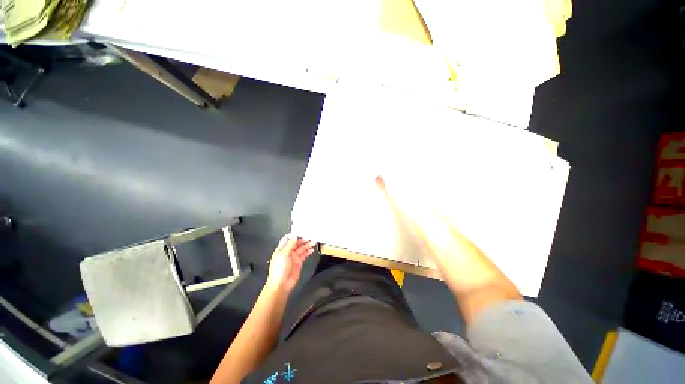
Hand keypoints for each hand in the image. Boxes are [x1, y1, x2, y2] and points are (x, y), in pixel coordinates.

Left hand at [266, 234, 315, 292]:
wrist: (281, 285)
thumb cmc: (279, 270)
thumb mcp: (284, 254)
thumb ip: (290, 244)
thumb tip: (295, 235)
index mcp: (282, 248)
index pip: (288, 238)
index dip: (295, 234)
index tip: (302, 230)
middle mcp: (288, 252)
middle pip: (297, 242)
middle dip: (303, 239)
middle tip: (311, 235)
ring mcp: (294, 257)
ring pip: (302, 248)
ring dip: (307, 244)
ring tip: (314, 241)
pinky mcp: (299, 262)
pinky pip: (305, 254)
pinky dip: (308, 251)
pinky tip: (312, 249)